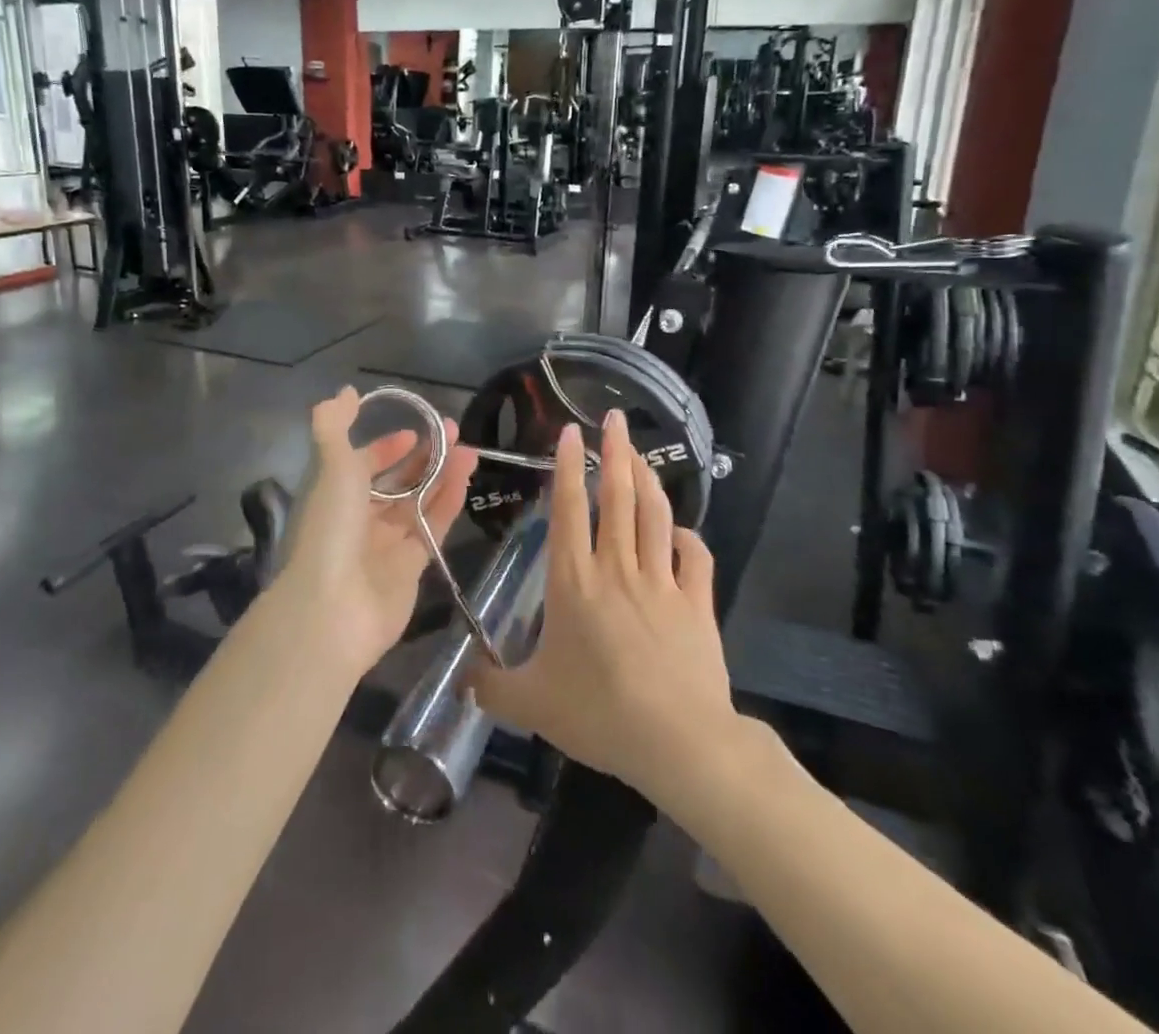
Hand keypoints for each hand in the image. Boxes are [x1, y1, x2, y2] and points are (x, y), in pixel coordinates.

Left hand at [273, 386, 477, 678]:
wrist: (335, 607)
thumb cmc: (331, 527)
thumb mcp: (330, 465)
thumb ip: (334, 425)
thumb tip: (345, 391)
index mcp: (335, 496)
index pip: (362, 465)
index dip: (386, 448)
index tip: (412, 433)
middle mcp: (359, 519)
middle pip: (396, 483)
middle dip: (423, 457)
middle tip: (453, 432)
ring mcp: (386, 545)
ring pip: (419, 502)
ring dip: (443, 475)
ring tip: (470, 450)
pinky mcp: (412, 567)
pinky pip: (433, 527)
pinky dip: (448, 502)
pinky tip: (466, 478)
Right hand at [468, 410, 738, 801]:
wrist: (679, 741)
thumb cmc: (598, 712)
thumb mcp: (531, 704)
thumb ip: (492, 687)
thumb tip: (462, 679)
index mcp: (574, 580)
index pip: (570, 509)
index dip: (568, 466)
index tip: (570, 431)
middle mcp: (617, 568)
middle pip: (618, 497)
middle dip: (615, 452)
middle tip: (615, 418)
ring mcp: (661, 581)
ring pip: (654, 516)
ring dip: (647, 480)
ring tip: (640, 454)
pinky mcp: (696, 602)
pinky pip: (696, 557)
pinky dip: (689, 537)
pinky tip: (682, 530)